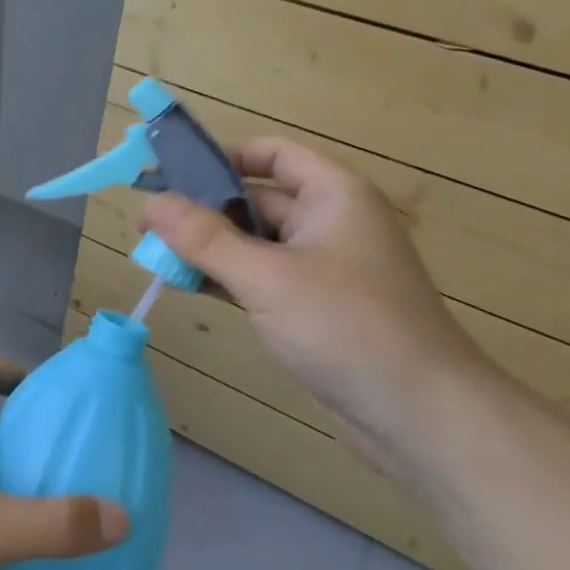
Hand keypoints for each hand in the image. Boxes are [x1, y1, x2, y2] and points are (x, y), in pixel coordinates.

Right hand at [142, 140, 491, 463]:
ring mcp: (324, 268)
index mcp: (333, 195)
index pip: (272, 155)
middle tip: (148, 226)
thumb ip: (204, 238)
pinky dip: (229, 279)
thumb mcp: (266, 277)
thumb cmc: (346, 326)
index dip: (223, 158)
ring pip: (256, 244)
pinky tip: (190, 287)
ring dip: (211, 249)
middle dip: (204, 211)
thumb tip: (150, 204)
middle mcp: (330, 222)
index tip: (172, 175)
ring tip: (156, 258)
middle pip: (257, 200)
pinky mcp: (316, 308)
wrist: (421, 415)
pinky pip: (263, 278)